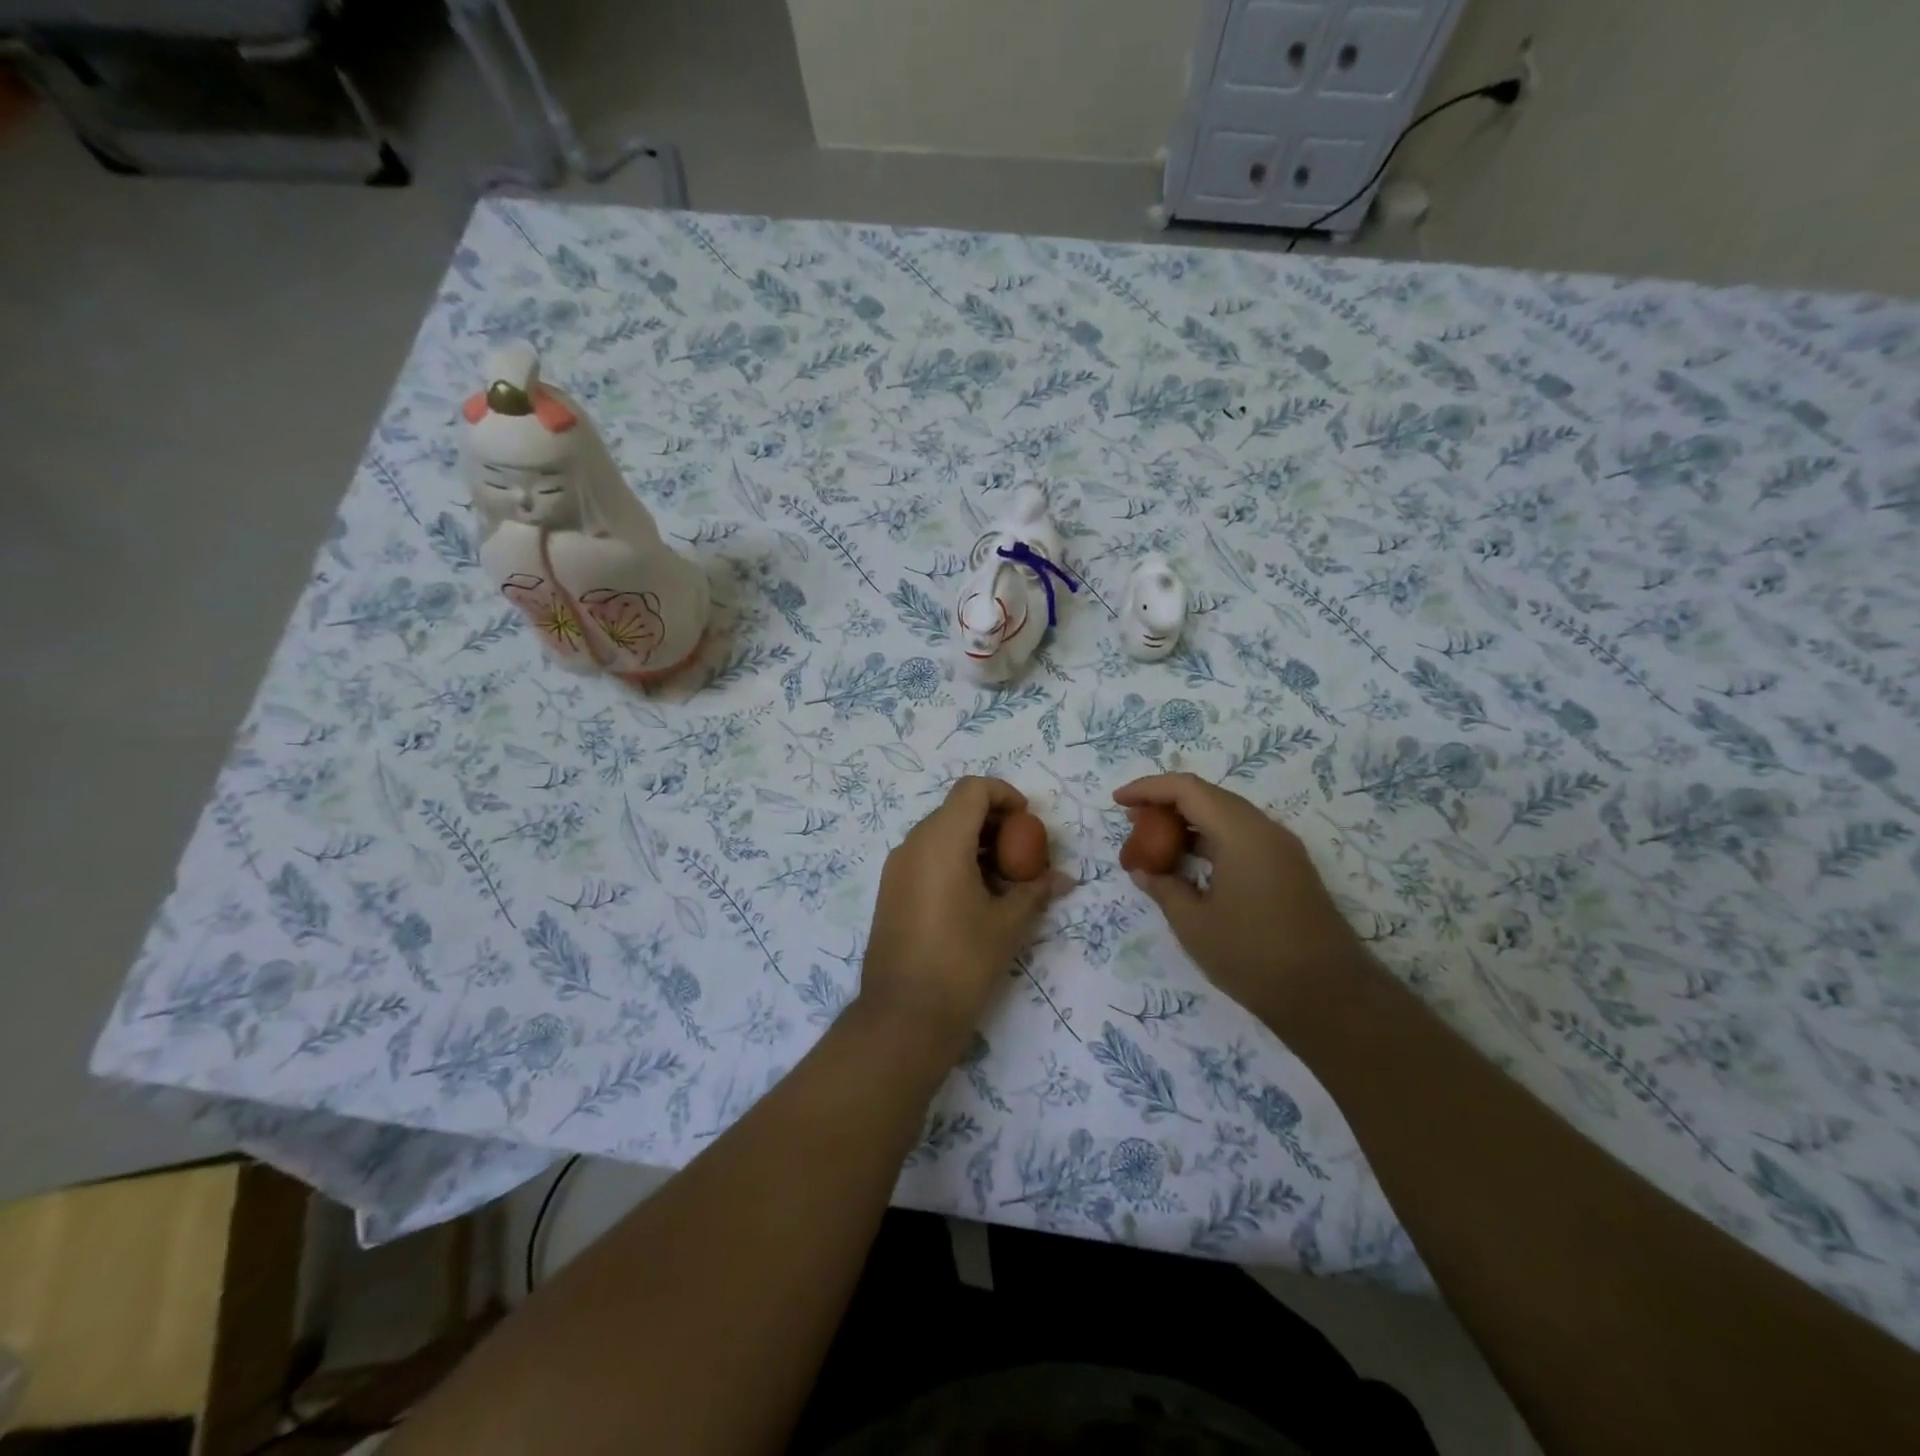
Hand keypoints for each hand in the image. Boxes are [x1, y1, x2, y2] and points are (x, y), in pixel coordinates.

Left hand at [862, 777, 1070, 1059]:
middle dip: (993, 823)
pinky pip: (925, 857)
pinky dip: (953, 861)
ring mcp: (897, 867)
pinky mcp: (891, 890)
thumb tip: (1063, 878)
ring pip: (940, 834)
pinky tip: (975, 898)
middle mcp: (913, 844)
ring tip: (1004, 880)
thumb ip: (1035, 891)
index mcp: (942, 840)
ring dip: (974, 843)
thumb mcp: (1008, 923)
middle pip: (956, 809)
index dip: (1004, 795)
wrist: (904, 1014)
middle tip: (1022, 853)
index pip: (972, 789)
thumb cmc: (962, 960)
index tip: (1028, 821)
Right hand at [1113, 773, 1367, 1030]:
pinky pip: (1241, 837)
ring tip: (1154, 841)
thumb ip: (1164, 888)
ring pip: (1226, 816)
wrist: (1331, 998)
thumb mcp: (1194, 924)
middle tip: (1132, 821)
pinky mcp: (1289, 869)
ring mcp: (1281, 849)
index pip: (1187, 789)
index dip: (1148, 788)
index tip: (1118, 802)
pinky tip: (1189, 863)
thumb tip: (1144, 871)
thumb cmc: (1254, 957)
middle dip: (1166, 803)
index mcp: (1241, 833)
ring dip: (1188, 822)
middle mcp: (1265, 830)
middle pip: (1208, 796)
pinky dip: (1209, 840)